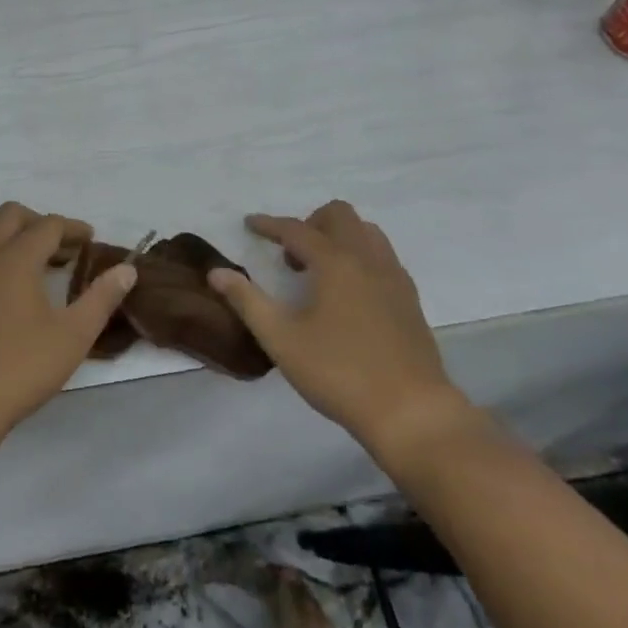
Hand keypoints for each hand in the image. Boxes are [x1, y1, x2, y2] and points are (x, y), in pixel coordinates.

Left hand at [0, 202, 136, 445]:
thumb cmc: (18, 370)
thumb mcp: (72, 337)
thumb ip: (101, 298)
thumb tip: (127, 269)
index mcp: (17, 257)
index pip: (50, 225)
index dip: (73, 229)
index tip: (89, 241)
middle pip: (10, 214)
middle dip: (37, 223)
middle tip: (57, 250)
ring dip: (0, 232)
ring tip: (18, 258)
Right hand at [208, 201, 482, 468]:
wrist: (411, 412)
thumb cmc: (339, 373)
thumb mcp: (281, 339)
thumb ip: (247, 301)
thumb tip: (216, 273)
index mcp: (335, 262)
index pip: (296, 229)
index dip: (269, 225)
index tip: (250, 224)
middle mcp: (367, 259)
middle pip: (339, 216)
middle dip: (309, 223)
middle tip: (290, 255)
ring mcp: (394, 277)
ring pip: (366, 232)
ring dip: (338, 236)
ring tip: (319, 270)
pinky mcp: (410, 299)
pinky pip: (382, 256)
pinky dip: (360, 256)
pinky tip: (349, 291)